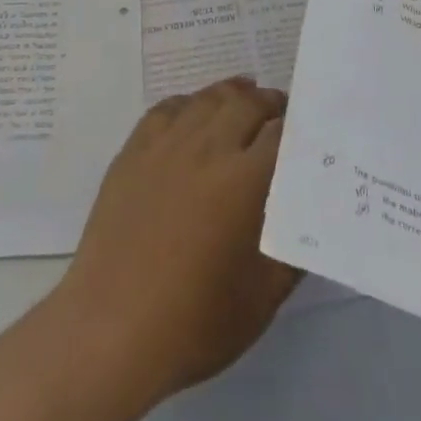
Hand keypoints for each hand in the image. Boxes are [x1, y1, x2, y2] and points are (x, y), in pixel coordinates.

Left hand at [50, 78, 300, 411]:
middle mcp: (207, 147)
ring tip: (245, 95)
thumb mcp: (261, 299)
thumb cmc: (194, 321)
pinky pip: (168, 108)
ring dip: (232, 94)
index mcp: (243, 181)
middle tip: (280, 114)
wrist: (112, 326)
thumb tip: (307, 221)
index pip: (281, 135)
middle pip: (246, 104)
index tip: (308, 136)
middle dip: (269, 104)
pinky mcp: (135, 148)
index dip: (298, 130)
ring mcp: (167, 143)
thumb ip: (292, 253)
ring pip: (207, 99)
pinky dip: (190, 103)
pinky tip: (195, 111)